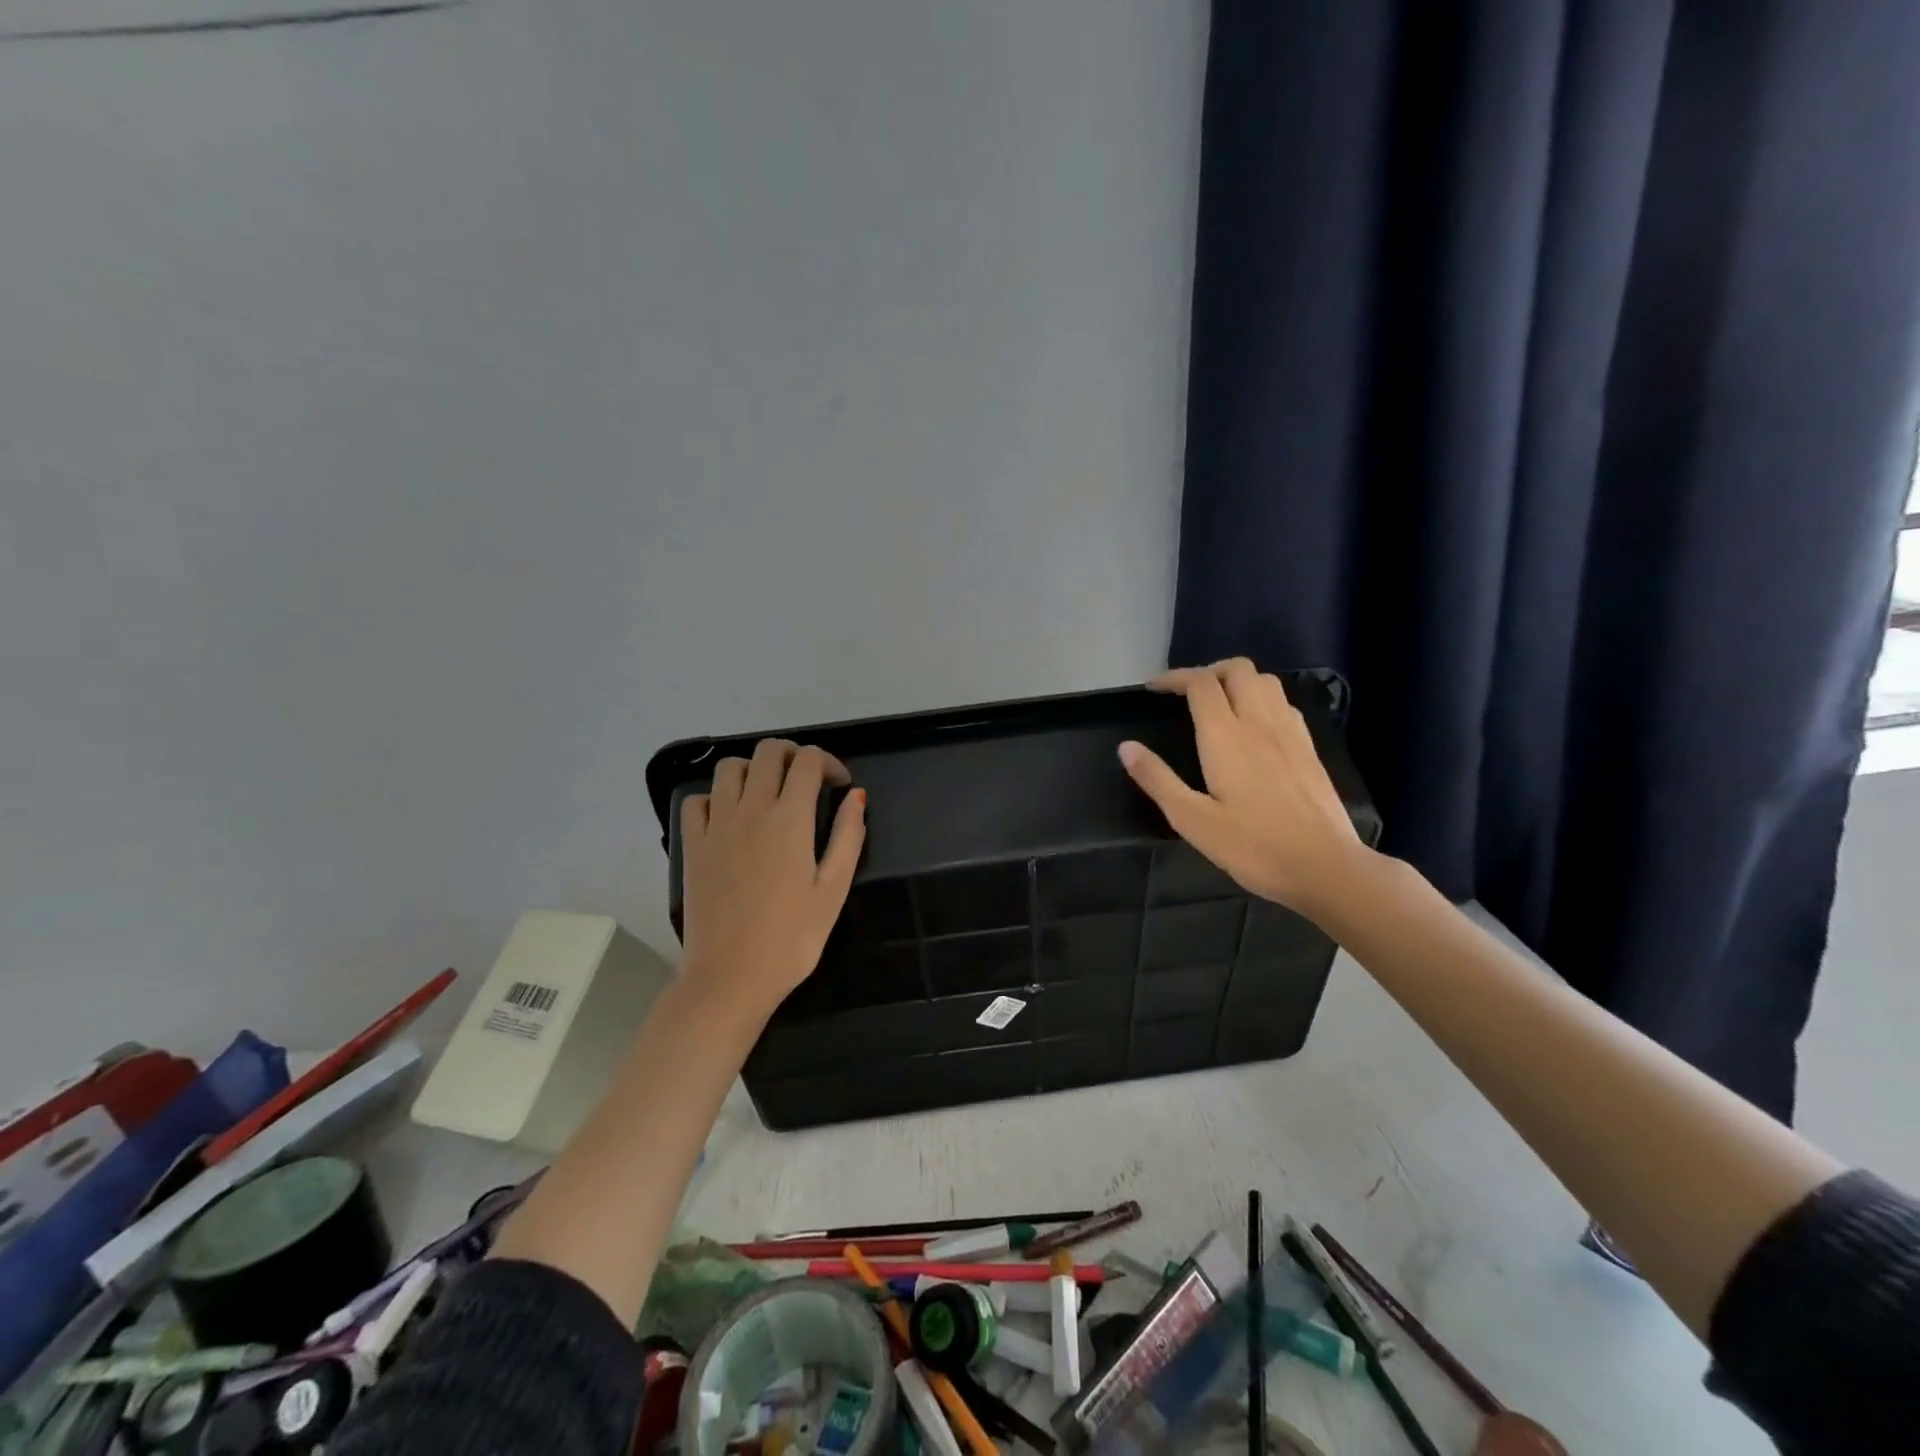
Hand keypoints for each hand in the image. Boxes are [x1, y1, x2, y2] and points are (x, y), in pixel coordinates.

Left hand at [678, 739, 866, 1015]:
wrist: (730, 977)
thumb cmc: (792, 938)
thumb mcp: (833, 889)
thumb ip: (848, 836)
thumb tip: (856, 796)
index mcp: (790, 818)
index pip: (807, 760)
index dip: (829, 763)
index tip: (840, 786)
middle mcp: (750, 809)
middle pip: (768, 751)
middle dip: (793, 755)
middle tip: (808, 782)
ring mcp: (715, 825)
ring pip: (730, 768)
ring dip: (754, 769)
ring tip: (769, 794)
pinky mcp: (692, 845)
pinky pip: (697, 800)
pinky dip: (716, 797)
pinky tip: (731, 818)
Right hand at [1118, 658, 1368, 916]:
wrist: (1325, 867)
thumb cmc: (1253, 847)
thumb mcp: (1192, 820)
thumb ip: (1157, 780)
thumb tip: (1126, 747)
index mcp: (1226, 736)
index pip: (1200, 683)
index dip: (1174, 678)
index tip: (1153, 689)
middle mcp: (1260, 723)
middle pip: (1237, 669)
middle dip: (1207, 671)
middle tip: (1185, 695)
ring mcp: (1290, 733)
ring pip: (1265, 681)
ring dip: (1237, 682)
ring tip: (1218, 704)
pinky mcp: (1309, 749)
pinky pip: (1284, 704)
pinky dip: (1262, 700)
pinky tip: (1254, 727)